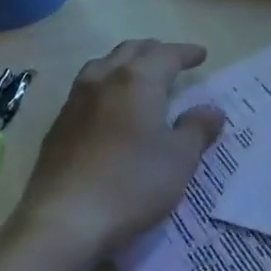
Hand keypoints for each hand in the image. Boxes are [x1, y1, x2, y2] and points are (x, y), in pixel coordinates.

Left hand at [11, 39, 225, 261]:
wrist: (64, 219)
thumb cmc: (132, 184)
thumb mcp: (179, 159)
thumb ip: (196, 129)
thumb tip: (211, 111)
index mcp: (137, 80)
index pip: (166, 54)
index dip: (185, 53)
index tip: (201, 55)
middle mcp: (104, 79)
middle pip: (131, 51)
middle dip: (155, 51)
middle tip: (172, 61)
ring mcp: (76, 100)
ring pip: (104, 65)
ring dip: (126, 63)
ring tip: (139, 77)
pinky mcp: (59, 124)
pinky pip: (87, 88)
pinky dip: (106, 85)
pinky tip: (110, 107)